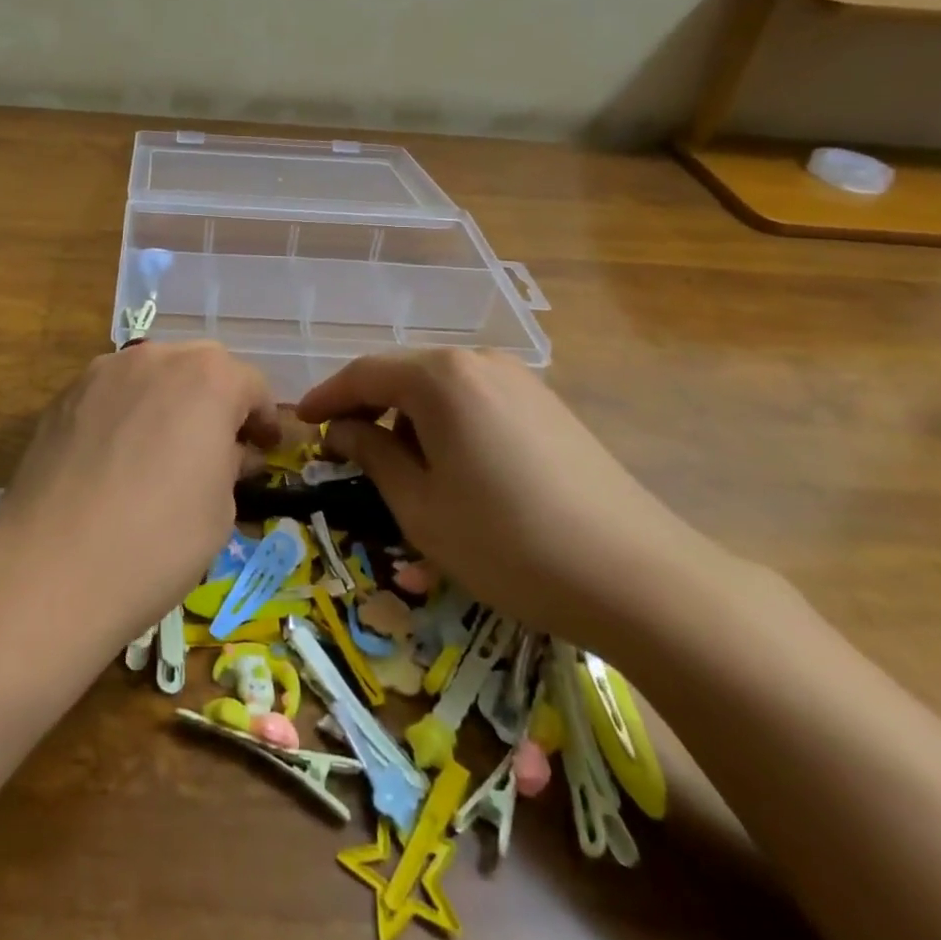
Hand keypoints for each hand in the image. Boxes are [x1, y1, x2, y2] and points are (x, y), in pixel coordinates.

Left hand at [0, 342, 278, 642]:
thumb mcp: (220, 510)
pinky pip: (112, 392)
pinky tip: (119, 456)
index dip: (263, 420)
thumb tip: (229, 452)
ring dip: (170, 399)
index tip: (265, 450)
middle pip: (201, 366)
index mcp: (208, 378)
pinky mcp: (64, 395)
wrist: (51, 566)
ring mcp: (103, 371)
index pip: (251, 385)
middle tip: (218, 446)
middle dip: (217, 399)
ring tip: (165, 447)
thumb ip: (230, 464)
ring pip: (152, 373)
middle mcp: (156, 358)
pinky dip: (128, 411)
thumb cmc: (157, 541)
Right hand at [296, 349, 722, 653]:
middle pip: (402, 372)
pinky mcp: (548, 404)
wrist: (638, 577)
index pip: (363, 373)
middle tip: (341, 443)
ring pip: (440, 385)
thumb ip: (372, 455)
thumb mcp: (419, 506)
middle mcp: (479, 361)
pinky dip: (445, 420)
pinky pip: (476, 398)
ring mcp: (520, 380)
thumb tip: (344, 430)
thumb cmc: (507, 543)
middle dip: (366, 404)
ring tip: (393, 457)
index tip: (301, 422)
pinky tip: (448, 459)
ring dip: (406, 413)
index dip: (326, 397)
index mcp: (440, 376)